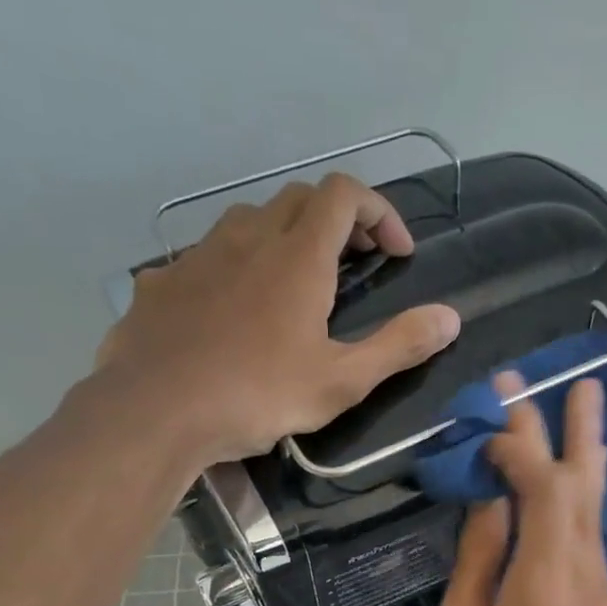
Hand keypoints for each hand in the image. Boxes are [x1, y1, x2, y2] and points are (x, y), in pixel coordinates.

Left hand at [85, 173, 459, 464]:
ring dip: (282, 240)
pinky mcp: (162, 281)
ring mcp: (199, 255)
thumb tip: (450, 318)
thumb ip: (398, 346)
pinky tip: (231, 313)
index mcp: (298, 256)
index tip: (397, 254)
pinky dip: (234, 269)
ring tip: (293, 287)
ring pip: (249, 222)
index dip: (379, 212)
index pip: (344, 195)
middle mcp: (248, 238)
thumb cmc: (258, 396)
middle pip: (298, 200)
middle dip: (336, 222)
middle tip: (354, 266)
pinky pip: (207, 258)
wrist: (156, 410)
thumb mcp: (341, 381)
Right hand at [434, 378, 606, 605]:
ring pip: (597, 506)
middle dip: (576, 428)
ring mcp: (600, 588)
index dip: (522, 445)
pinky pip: (592, 533)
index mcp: (545, 579)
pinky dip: (582, 494)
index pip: (545, 486)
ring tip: (589, 404)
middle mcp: (585, 572)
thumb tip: (491, 500)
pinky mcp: (601, 603)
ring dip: (587, 454)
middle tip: (574, 376)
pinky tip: (576, 478)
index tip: (490, 421)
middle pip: (586, 484)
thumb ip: (480, 560)